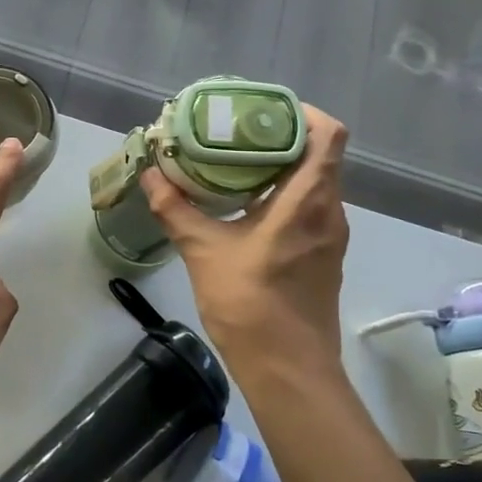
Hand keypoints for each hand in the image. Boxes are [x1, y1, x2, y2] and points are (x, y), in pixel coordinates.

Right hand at [141, 104, 349, 377]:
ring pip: (316, 182)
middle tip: (237, 130)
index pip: (329, 136)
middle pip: (320, 154)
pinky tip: (248, 203)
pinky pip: (311, 206)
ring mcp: (331, 235)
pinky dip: (285, 193)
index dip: (303, 113)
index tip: (264, 110)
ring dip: (283, 166)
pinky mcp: (325, 255)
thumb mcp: (203, 252)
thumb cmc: (251, 305)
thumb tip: (150, 175)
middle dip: (282, 136)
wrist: (289, 371)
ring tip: (238, 160)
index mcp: (308, 201)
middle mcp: (330, 211)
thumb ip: (176, 208)